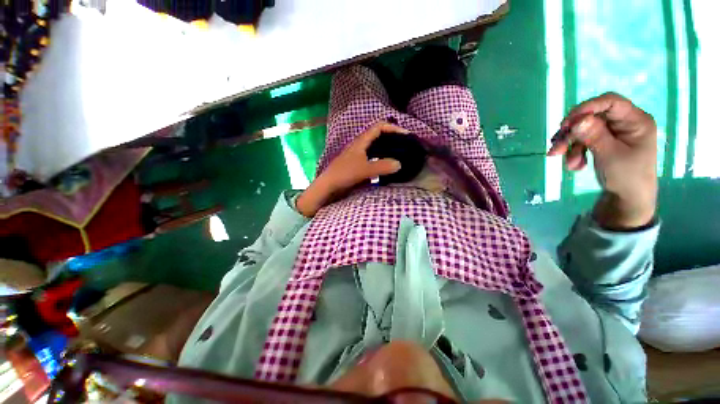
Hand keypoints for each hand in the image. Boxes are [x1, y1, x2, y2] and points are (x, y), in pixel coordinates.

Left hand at [296, 121, 406, 216]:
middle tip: (404, 145)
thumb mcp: (364, 170)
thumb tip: (399, 164)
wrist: (328, 186)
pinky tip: (386, 167)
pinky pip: (373, 158)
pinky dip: (381, 160)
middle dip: (392, 138)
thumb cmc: (344, 174)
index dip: (393, 128)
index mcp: (361, 142)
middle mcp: (360, 146)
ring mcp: (358, 156)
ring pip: (375, 148)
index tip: (405, 135)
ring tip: (399, 155)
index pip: (379, 127)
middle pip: (378, 136)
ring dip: (387, 149)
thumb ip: (382, 166)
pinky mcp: (358, 165)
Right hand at [547, 92, 657, 229]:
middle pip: (592, 118)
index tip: (566, 123)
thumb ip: (595, 136)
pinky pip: (582, 140)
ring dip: (571, 146)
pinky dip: (574, 151)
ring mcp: (612, 132)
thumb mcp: (610, 156)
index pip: (611, 102)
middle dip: (572, 134)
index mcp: (636, 121)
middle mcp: (623, 122)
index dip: (588, 108)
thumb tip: (577, 120)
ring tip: (569, 164)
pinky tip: (574, 165)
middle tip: (556, 150)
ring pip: (583, 130)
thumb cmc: (627, 177)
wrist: (627, 198)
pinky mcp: (602, 140)